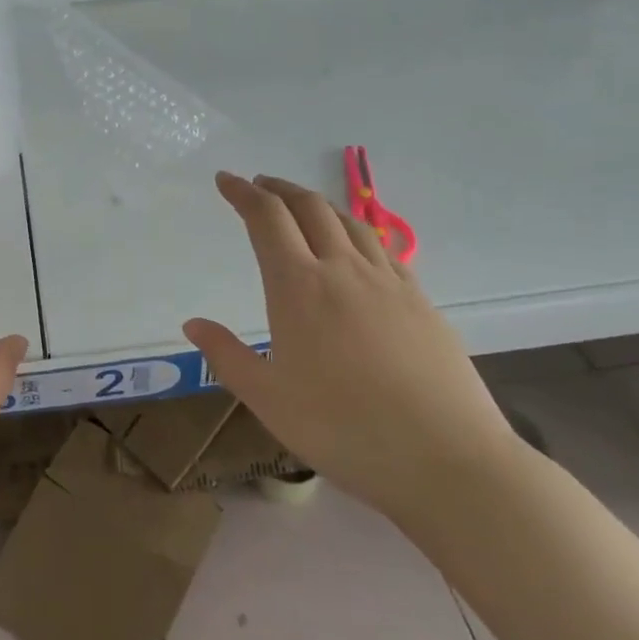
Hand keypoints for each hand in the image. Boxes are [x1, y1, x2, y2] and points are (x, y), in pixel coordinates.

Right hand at [181, 172, 523, 526]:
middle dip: (278, 189)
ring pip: (349, 221)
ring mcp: (388, 282)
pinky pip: (382, 248)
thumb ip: (225, 355)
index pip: (266, 219)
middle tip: (258, 186)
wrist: (445, 459)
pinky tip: (355, 250)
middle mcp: (342, 270)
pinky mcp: (421, 301)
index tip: (225, 180)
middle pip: (309, 207)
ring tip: (301, 208)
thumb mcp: (267, 399)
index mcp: (298, 286)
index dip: (242, 193)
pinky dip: (356, 232)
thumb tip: (193, 324)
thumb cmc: (342, 429)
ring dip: (318, 204)